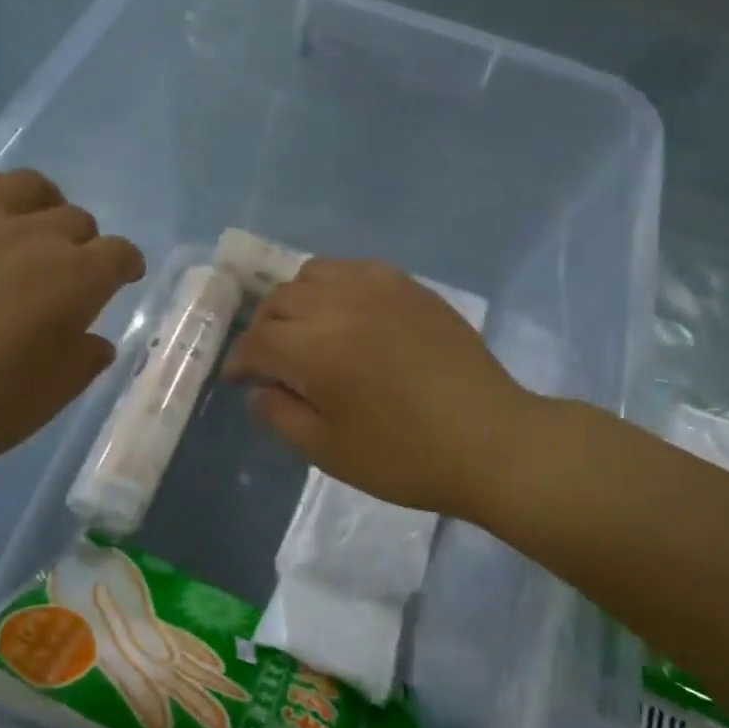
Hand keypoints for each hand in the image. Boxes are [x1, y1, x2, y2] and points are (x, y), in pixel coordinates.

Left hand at [0, 166, 144, 501]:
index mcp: (76, 278)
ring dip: (42, 206)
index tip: (122, 280)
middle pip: (76, 218)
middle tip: (67, 274)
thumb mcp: (53, 395)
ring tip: (28, 231)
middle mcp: (34, 234)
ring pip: (27, 185)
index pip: (120, 254)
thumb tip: (92, 338)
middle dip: (83, 244)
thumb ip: (84, 358)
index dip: (126, 266)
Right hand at [222, 259, 537, 519]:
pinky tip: (346, 313)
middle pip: (280, 300)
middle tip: (270, 360)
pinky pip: (356, 269)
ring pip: (314, 273)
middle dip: (264, 330)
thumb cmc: (406, 458)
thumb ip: (281, 416)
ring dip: (296, 300)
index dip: (240, 361)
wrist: (490, 441)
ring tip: (306, 330)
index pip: (258, 342)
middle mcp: (342, 305)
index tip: (238, 379)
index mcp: (317, 350)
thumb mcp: (329, 452)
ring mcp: (380, 289)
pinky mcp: (411, 287)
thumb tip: (259, 389)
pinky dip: (335, 285)